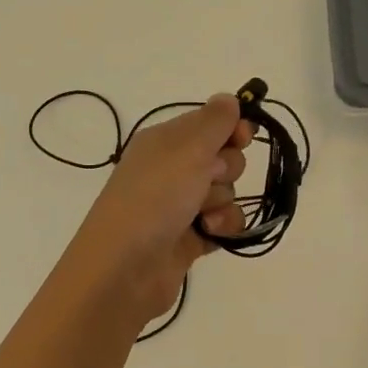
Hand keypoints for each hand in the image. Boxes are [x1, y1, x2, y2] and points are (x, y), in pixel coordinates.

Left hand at [69, 94, 253, 322]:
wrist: (124, 269)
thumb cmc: (154, 198)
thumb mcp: (186, 149)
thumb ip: (214, 121)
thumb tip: (229, 99)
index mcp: (163, 141)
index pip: (208, 122)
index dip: (230, 128)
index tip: (243, 137)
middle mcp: (170, 169)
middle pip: (222, 157)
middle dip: (226, 169)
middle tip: (208, 179)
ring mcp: (179, 205)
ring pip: (226, 192)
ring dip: (222, 202)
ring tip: (201, 216)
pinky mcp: (189, 238)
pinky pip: (223, 224)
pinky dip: (222, 228)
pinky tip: (208, 234)